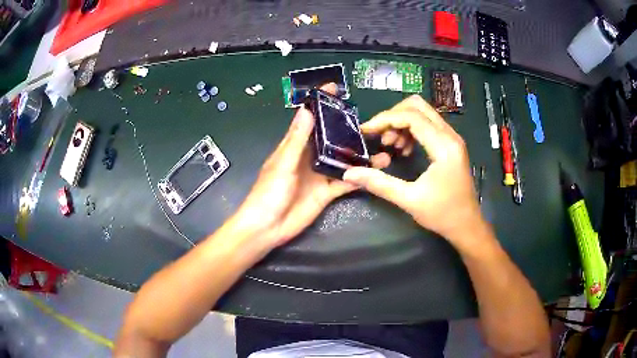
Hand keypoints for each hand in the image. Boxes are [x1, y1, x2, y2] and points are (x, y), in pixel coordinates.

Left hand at [231, 84, 389, 248]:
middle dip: (347, 128)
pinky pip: (345, 182)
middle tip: (369, 122)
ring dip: (359, 155)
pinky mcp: (326, 192)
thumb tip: (307, 110)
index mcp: (294, 146)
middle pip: (330, 138)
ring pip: (342, 160)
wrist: (268, 228)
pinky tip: (374, 172)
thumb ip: (296, 140)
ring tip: (381, 149)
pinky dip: (358, 177)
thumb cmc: (268, 193)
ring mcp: (319, 175)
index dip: (320, 103)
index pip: (309, 119)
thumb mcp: (283, 164)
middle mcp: (309, 157)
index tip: (334, 88)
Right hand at [343, 95, 483, 247]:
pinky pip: (428, 125)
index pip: (411, 117)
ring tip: (390, 145)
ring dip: (402, 123)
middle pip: (418, 106)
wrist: (467, 225)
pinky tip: (403, 149)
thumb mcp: (409, 200)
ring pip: (423, 113)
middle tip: (380, 136)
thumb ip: (379, 183)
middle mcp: (450, 135)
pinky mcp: (451, 144)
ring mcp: (452, 138)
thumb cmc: (442, 214)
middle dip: (393, 116)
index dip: (385, 119)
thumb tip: (349, 173)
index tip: (365, 130)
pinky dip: (411, 130)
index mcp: (444, 146)